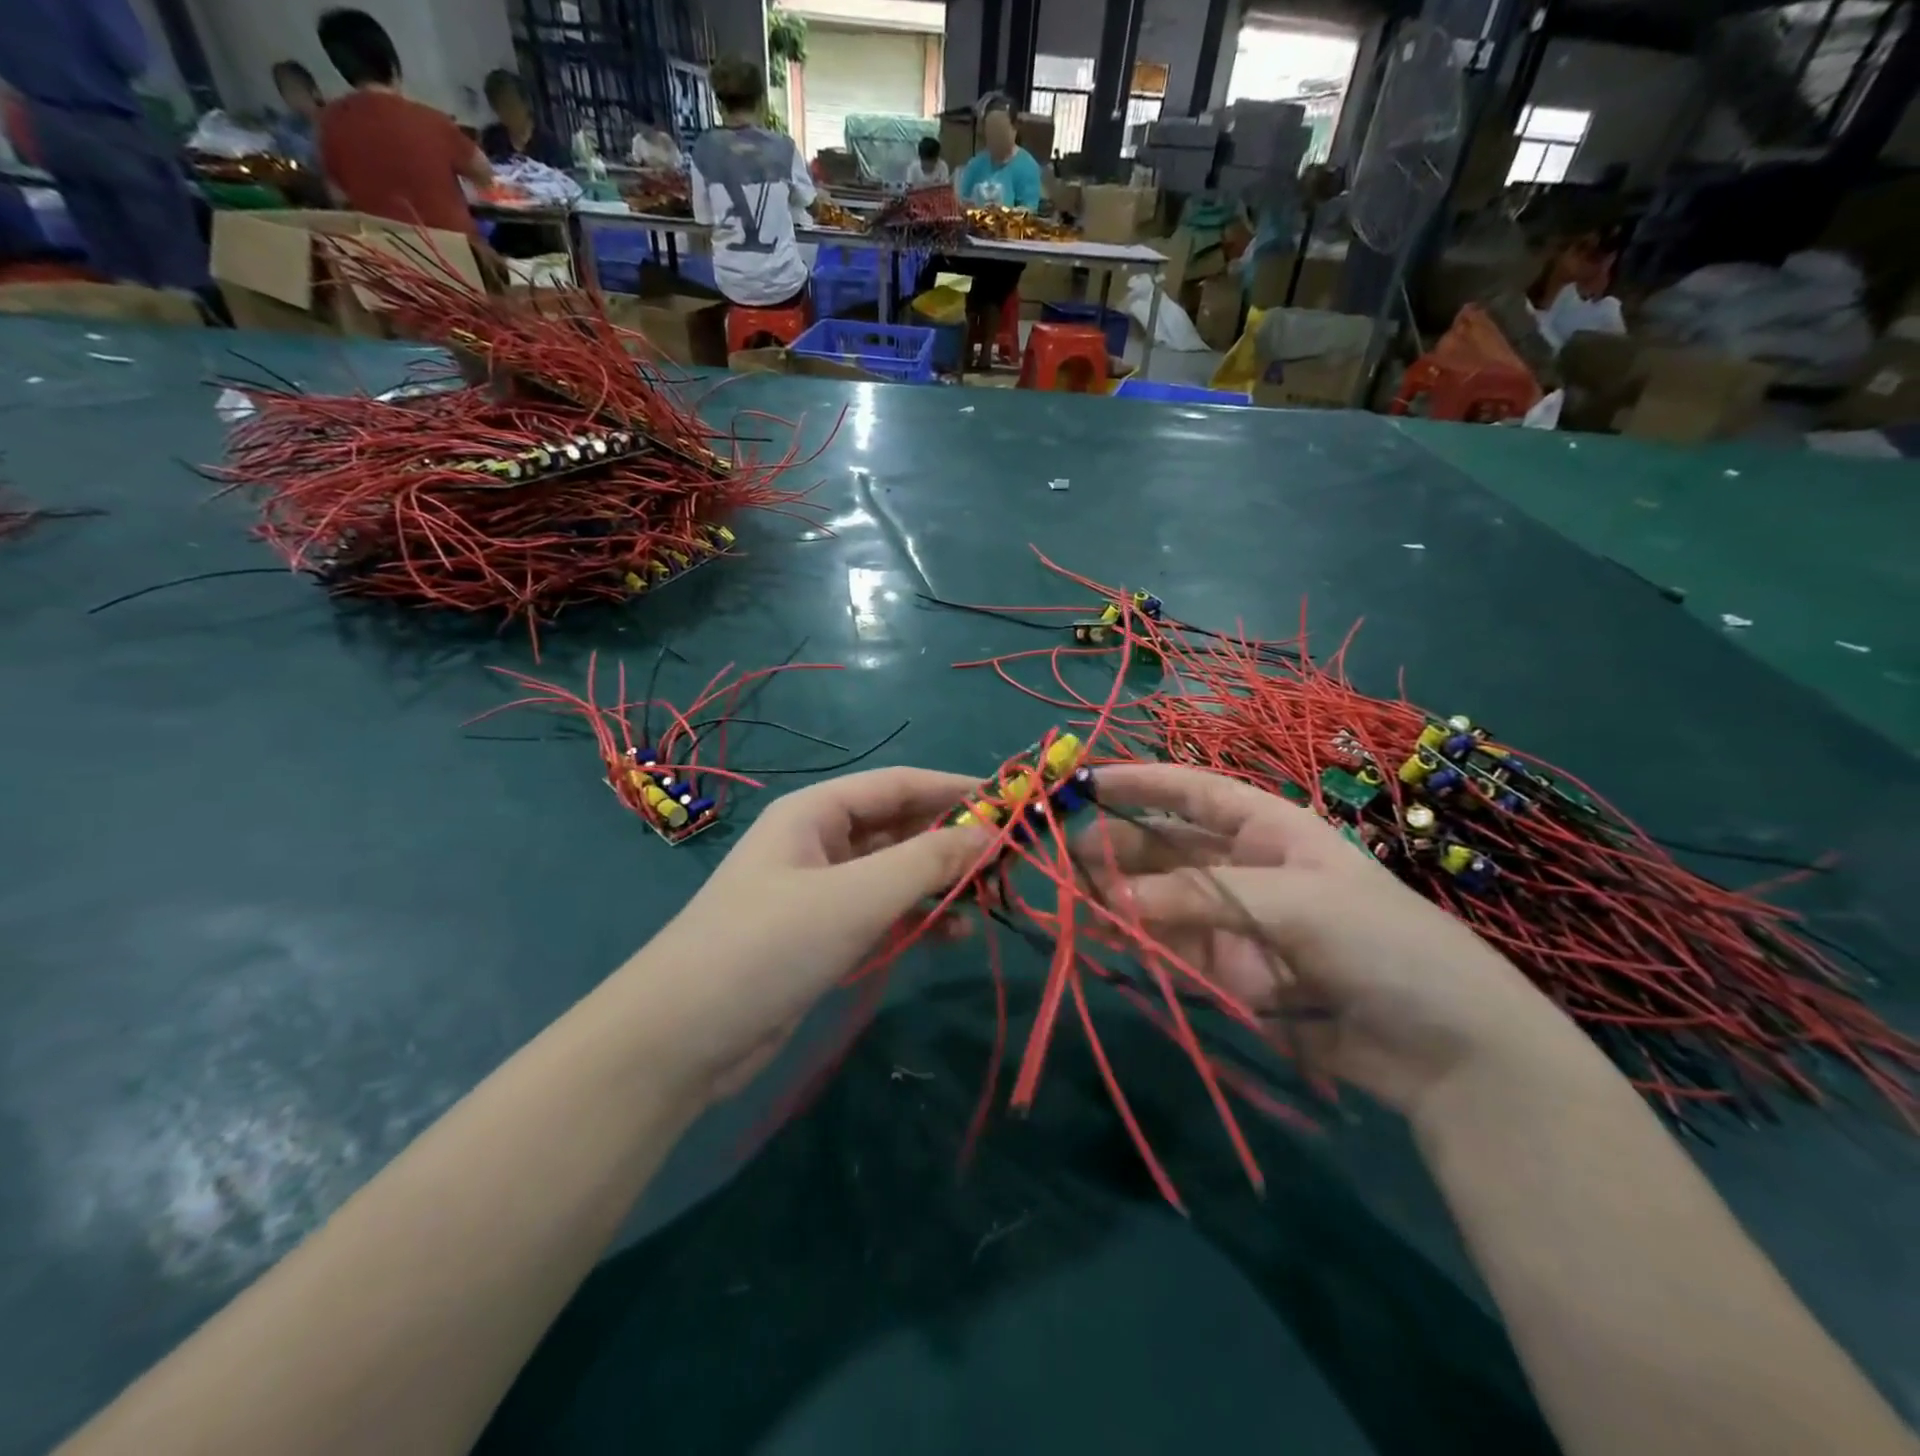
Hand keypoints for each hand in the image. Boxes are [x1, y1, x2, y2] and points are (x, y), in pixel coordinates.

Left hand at [619, 767, 989, 1102]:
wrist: (680, 1039)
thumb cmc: (768, 945)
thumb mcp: (855, 897)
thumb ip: (926, 861)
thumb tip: (991, 832)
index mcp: (817, 812)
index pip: (899, 784)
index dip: (954, 789)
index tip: (1010, 802)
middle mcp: (820, 843)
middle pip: (899, 827)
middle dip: (952, 839)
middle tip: (1011, 859)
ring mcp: (820, 893)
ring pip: (894, 873)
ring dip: (940, 881)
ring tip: (992, 897)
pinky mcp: (822, 937)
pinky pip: (882, 914)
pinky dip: (917, 918)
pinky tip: (953, 933)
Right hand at [1082, 763, 1581, 1114]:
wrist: (1449, 1052)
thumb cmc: (1382, 944)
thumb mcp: (1293, 905)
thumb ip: (1198, 898)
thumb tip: (1108, 902)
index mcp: (1270, 830)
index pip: (1193, 792)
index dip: (1140, 782)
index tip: (1084, 781)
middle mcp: (1245, 868)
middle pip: (1166, 847)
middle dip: (1117, 847)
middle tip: (1064, 857)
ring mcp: (1235, 922)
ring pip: (1160, 899)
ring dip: (1118, 896)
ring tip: (1071, 899)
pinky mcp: (1230, 974)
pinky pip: (1172, 949)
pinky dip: (1138, 943)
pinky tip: (1104, 938)